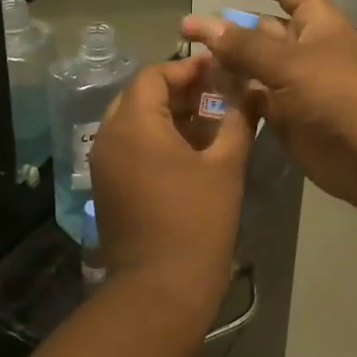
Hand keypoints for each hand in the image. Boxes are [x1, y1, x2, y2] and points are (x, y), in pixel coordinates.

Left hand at [88, 57, 253, 329]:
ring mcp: (104, 163)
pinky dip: (155, 138)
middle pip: (140, 95)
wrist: (160, 289)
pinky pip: (129, 146)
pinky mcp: (107, 186)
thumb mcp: (224, 166)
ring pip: (133, 121)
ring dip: (167, 114)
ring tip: (209, 121)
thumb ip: (238, 120)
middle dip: (178, 90)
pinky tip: (190, 151)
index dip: (187, 68)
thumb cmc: (196, 221)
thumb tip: (252, 90)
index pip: (154, 75)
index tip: (218, 70)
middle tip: (216, 94)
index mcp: (134, 124)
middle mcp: (109, 136)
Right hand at [181, 0, 356, 211]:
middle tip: (187, 34)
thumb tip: (202, 23)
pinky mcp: (287, 117)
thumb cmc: (339, 97)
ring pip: (254, 66)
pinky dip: (233, 96)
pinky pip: (254, 98)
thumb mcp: (290, 64)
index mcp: (317, 23)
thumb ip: (244, 46)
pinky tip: (205, 96)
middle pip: (262, 29)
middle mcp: (306, 49)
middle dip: (229, 28)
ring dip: (226, 64)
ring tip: (190, 65)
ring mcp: (296, 85)